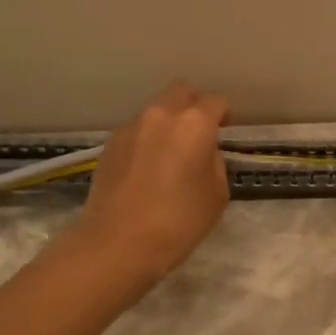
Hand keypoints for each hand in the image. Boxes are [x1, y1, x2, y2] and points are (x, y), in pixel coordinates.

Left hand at [73, 81, 230, 287]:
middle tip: (199, 134)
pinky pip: (137, 130)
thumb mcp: (217, 195)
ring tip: (171, 154)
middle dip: (194, 105)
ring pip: (156, 110)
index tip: (225, 132)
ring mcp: (131, 127)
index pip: (215, 101)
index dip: (224, 115)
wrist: (118, 243)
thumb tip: (204, 153)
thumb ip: (215, 163)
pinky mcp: (109, 144)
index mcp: (194, 123)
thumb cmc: (178, 221)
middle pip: (181, 92)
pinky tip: (148, 168)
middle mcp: (161, 115)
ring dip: (168, 123)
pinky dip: (147, 139)